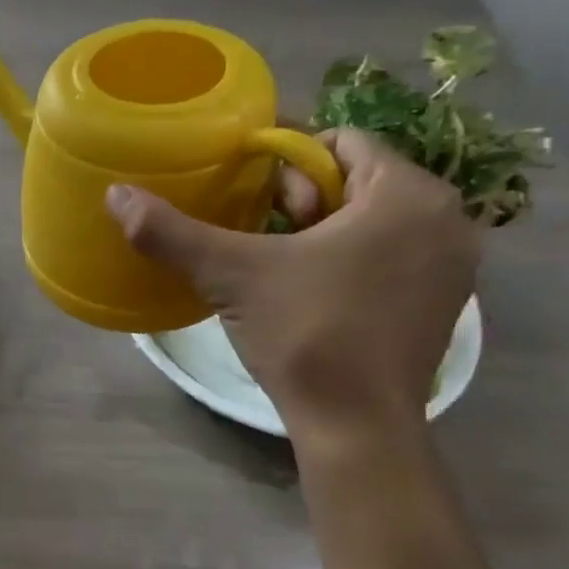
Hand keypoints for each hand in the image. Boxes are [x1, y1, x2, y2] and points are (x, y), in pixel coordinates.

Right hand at [106, 129, 478, 436]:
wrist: (356, 426)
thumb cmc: (305, 334)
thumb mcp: (231, 275)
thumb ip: (172, 231)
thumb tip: (116, 195)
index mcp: (407, 194)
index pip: (341, 143)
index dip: (285, 163)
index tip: (248, 200)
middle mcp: (445, 218)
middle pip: (357, 182)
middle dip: (302, 202)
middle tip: (259, 240)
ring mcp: (452, 265)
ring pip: (373, 222)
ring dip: (322, 233)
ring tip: (277, 269)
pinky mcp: (443, 304)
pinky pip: (389, 258)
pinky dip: (349, 262)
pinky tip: (311, 297)